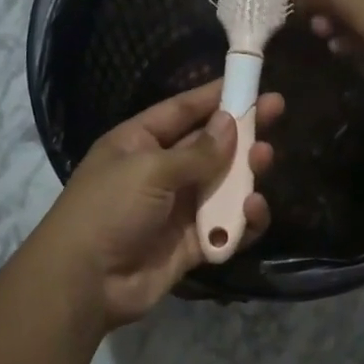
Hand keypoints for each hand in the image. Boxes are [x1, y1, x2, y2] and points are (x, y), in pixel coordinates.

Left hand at [37, 79, 282, 329]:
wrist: (85, 283)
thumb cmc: (109, 210)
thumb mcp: (149, 169)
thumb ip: (197, 151)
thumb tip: (229, 122)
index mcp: (139, 142)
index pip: (183, 110)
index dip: (215, 95)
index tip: (251, 81)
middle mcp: (161, 170)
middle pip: (210, 144)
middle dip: (243, 130)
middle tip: (278, 111)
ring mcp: (178, 208)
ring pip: (224, 183)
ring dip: (247, 172)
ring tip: (264, 161)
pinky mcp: (193, 243)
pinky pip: (227, 225)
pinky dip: (244, 219)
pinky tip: (254, 210)